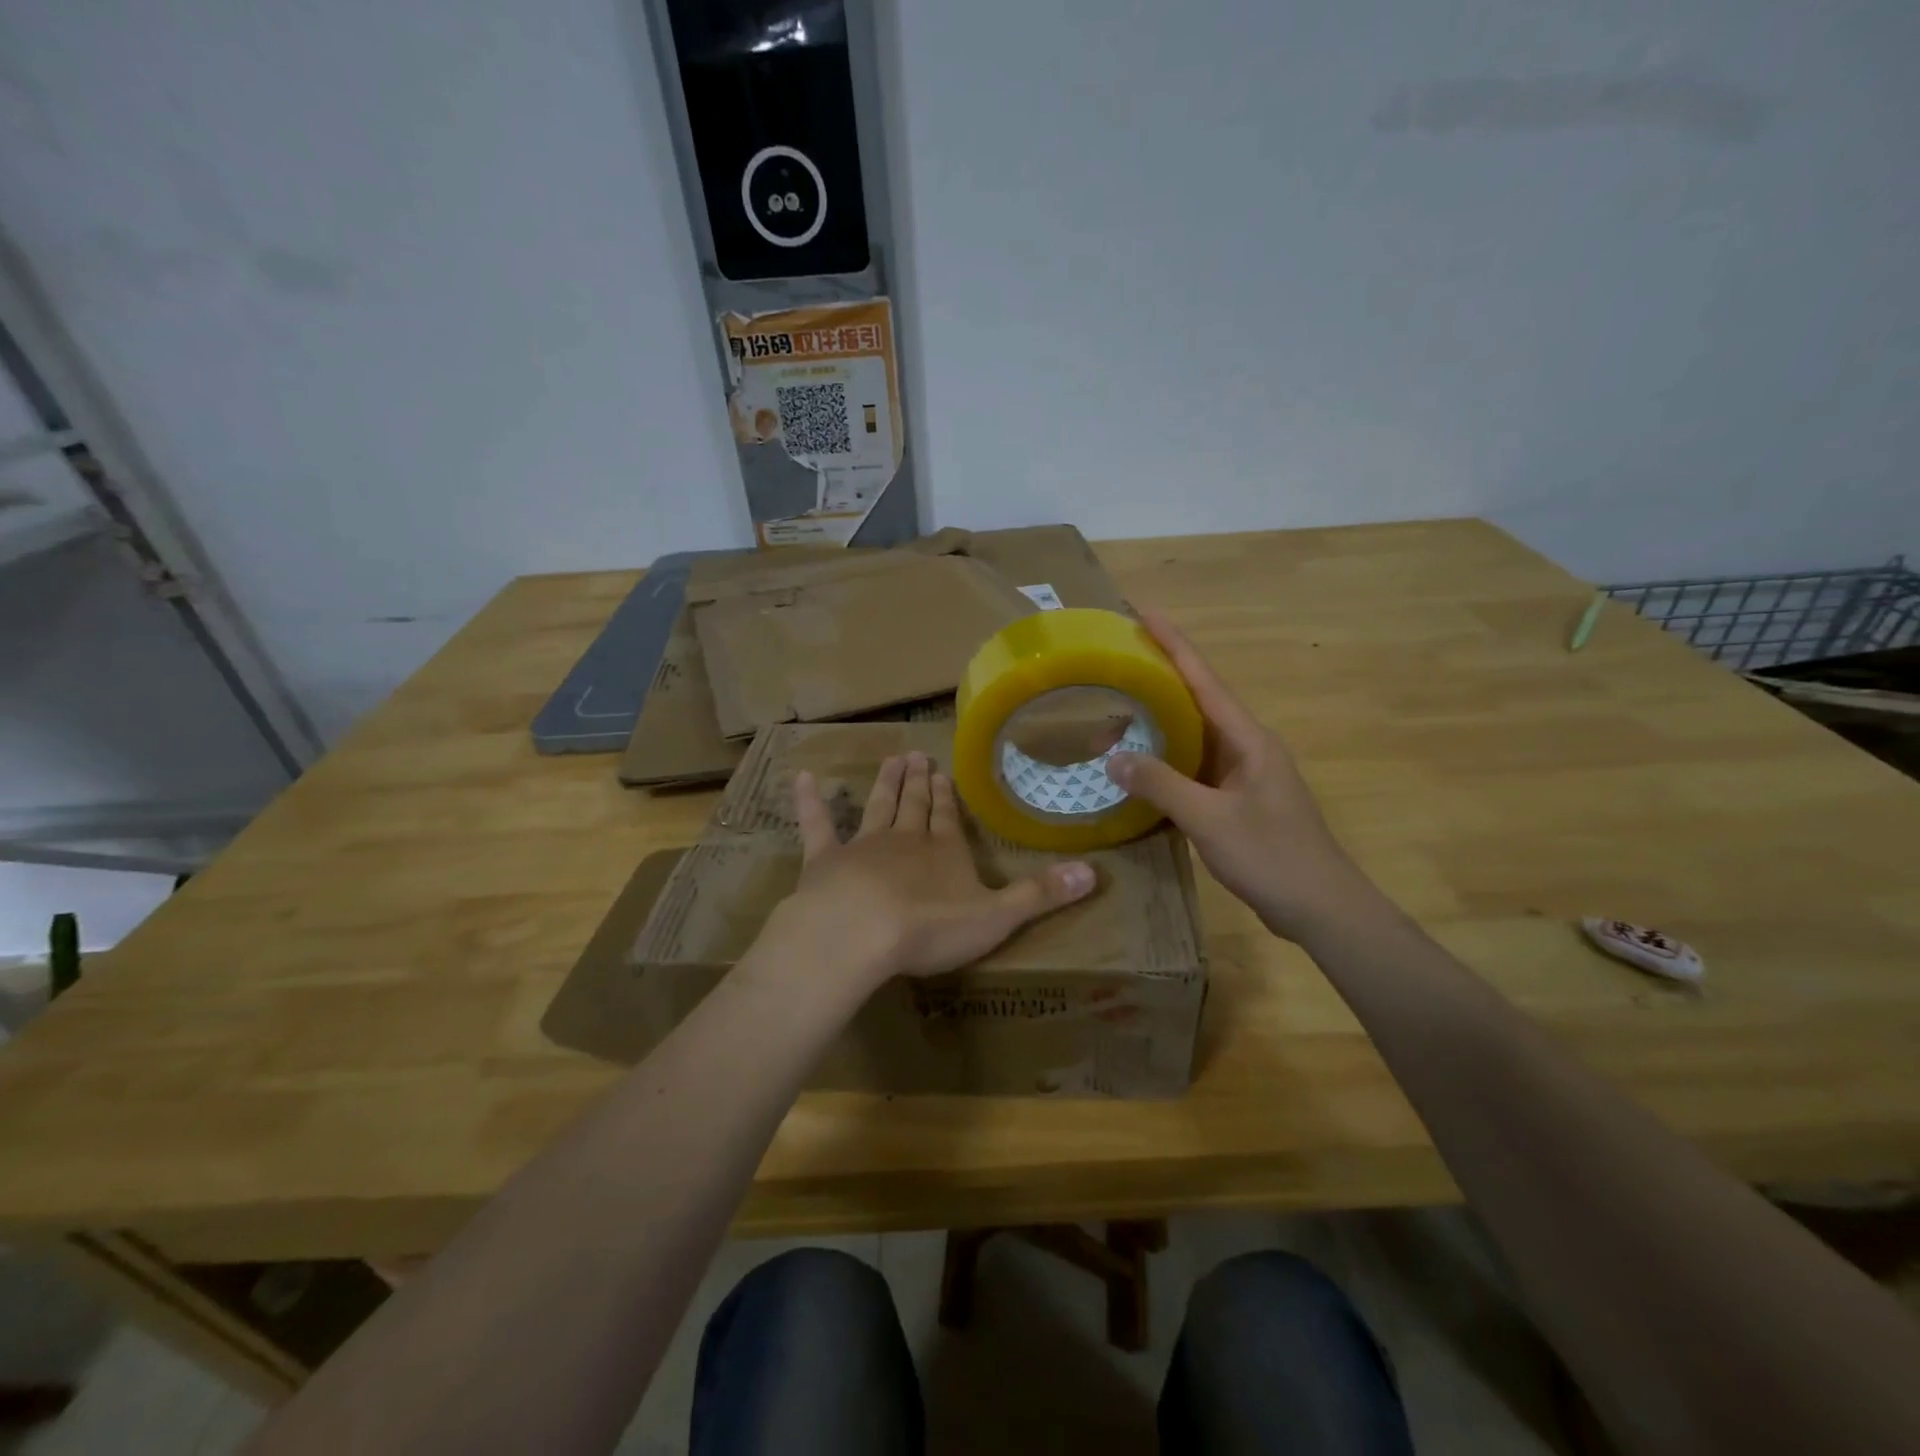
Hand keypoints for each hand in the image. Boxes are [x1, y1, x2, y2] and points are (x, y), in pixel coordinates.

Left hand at [766, 751, 1096, 989]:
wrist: (858, 934)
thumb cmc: (929, 927)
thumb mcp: (996, 916)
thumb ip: (1042, 895)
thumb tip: (1096, 872)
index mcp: (944, 852)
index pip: (948, 818)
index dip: (946, 796)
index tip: (941, 771)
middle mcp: (905, 839)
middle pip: (913, 806)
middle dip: (917, 783)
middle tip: (914, 756)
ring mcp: (862, 846)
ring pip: (877, 807)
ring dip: (884, 784)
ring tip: (890, 759)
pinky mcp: (824, 861)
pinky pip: (817, 826)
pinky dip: (810, 802)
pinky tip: (802, 779)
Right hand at [1105, 608, 1377, 942]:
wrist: (1321, 908)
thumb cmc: (1271, 856)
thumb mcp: (1209, 819)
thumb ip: (1161, 785)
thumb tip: (1114, 757)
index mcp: (1248, 740)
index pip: (1204, 680)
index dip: (1174, 645)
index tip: (1145, 612)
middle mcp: (1248, 748)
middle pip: (1199, 700)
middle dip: (1163, 675)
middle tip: (1121, 658)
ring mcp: (1245, 775)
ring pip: (1196, 736)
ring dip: (1163, 720)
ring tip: (1122, 702)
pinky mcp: (1239, 801)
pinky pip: (1197, 767)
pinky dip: (1169, 759)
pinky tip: (1143, 764)